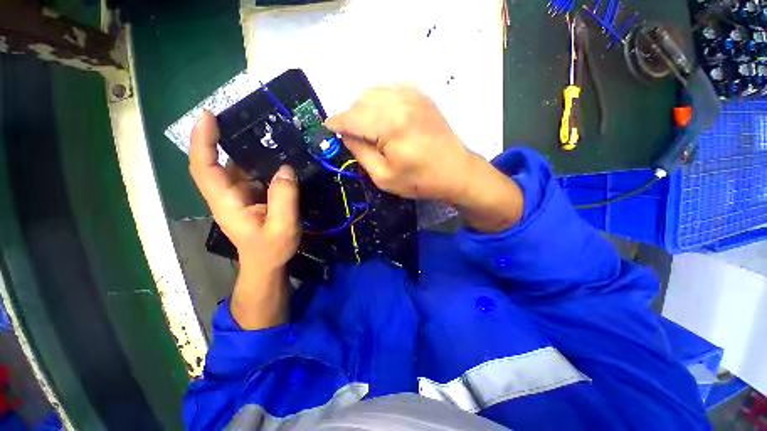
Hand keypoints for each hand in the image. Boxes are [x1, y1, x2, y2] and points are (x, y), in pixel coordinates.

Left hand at [189, 111, 297, 328]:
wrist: (267, 263)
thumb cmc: (271, 249)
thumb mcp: (282, 227)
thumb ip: (284, 198)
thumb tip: (286, 168)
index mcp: (226, 202)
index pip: (204, 167)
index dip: (202, 141)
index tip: (208, 116)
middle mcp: (227, 194)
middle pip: (217, 161)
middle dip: (225, 137)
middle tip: (246, 117)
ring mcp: (238, 195)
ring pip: (236, 165)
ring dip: (246, 147)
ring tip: (267, 132)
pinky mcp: (250, 197)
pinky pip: (252, 173)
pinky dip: (260, 161)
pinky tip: (276, 155)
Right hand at [326, 84, 523, 231]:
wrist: (456, 171)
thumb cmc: (420, 180)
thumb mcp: (383, 176)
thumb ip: (360, 152)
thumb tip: (345, 135)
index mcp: (389, 124)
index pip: (350, 117)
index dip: (335, 124)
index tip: (327, 130)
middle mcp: (399, 101)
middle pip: (359, 102)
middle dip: (350, 118)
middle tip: (354, 138)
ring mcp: (412, 94)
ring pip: (373, 92)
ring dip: (364, 109)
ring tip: (369, 129)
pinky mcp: (420, 95)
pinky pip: (390, 89)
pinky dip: (380, 101)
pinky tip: (384, 117)